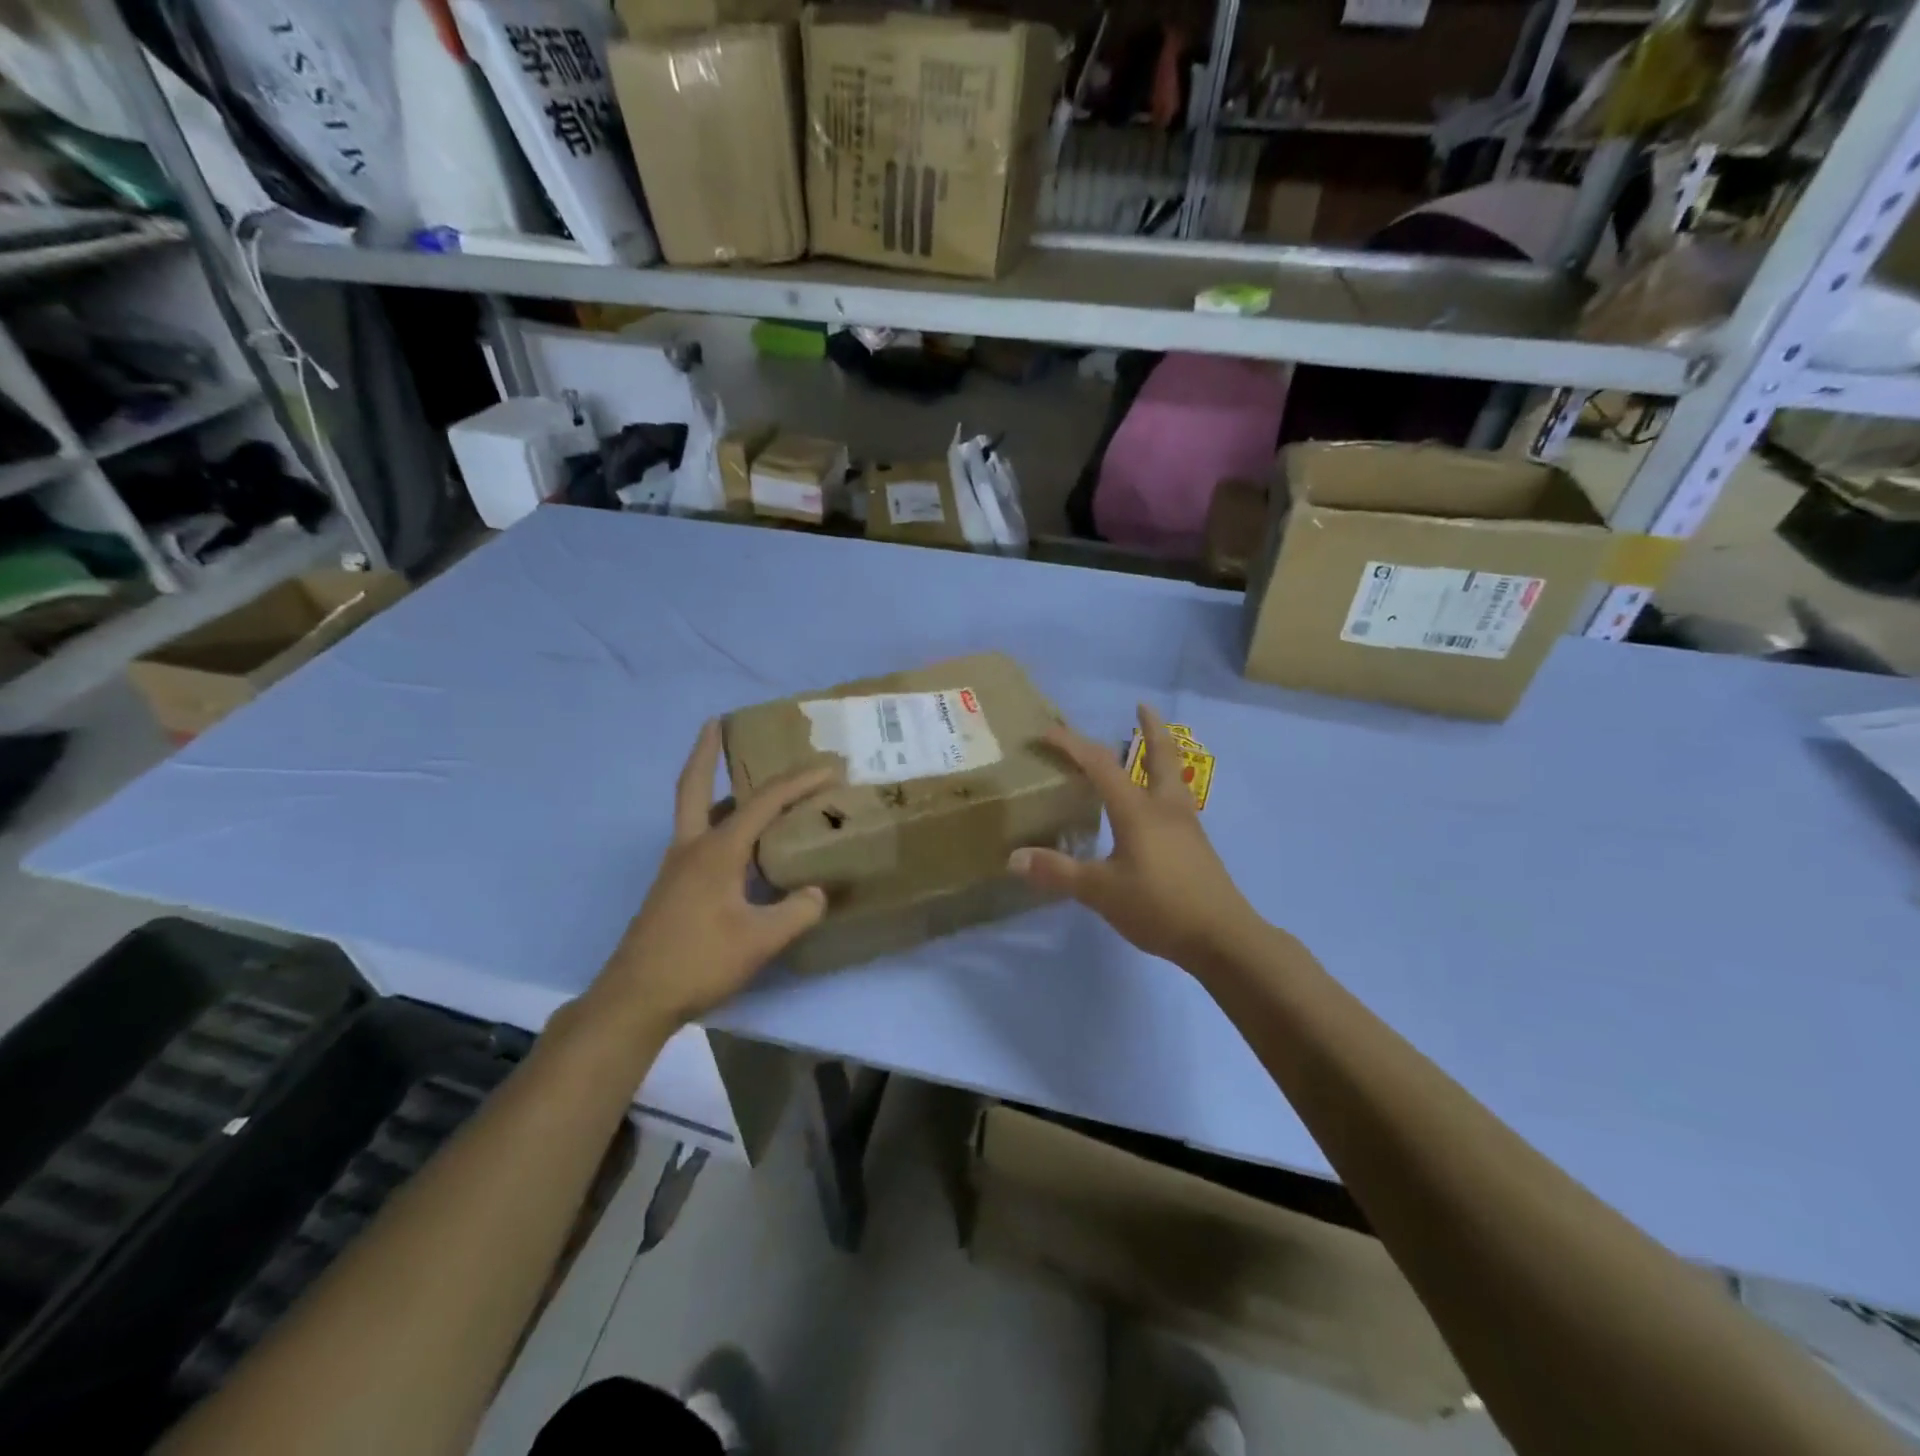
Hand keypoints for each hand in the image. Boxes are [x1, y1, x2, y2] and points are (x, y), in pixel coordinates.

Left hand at [591, 721, 835, 1029]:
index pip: (763, 803)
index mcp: (716, 851)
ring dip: (715, 788)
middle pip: (694, 786)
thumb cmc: (698, 961)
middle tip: (716, 722)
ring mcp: (677, 868)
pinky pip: (699, 838)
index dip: (799, 782)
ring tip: (743, 780)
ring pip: (696, 812)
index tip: (830, 768)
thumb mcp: (760, 940)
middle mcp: (691, 848)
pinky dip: (718, 823)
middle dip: (705, 751)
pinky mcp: (673, 888)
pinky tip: (741, 844)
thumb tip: (816, 892)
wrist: (635, 999)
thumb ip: (797, 911)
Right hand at [1010, 704, 1262, 972]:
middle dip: (1151, 728)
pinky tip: (1154, 805)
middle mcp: (1165, 807)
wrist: (1223, 937)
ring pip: (1172, 776)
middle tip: (1142, 706)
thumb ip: (1058, 872)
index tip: (1047, 732)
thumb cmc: (1160, 906)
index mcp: (1138, 810)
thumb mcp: (1101, 891)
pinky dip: (1162, 784)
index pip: (1100, 765)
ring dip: (1159, 754)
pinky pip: (1176, 800)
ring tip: (1147, 747)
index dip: (1072, 745)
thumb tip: (1014, 858)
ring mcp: (1186, 825)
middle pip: (1160, 755)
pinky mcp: (1196, 845)